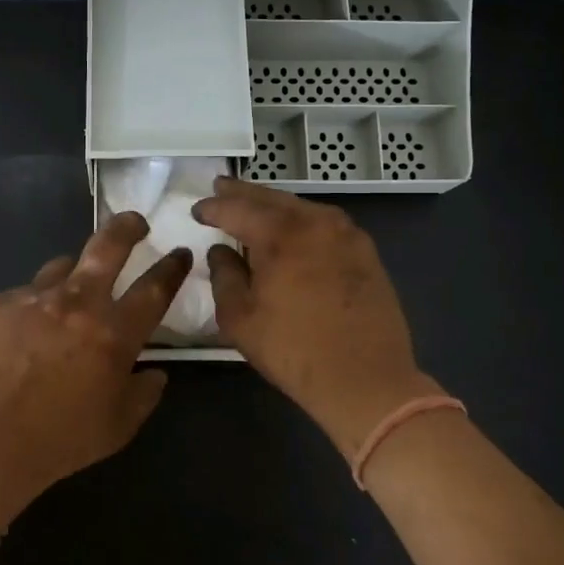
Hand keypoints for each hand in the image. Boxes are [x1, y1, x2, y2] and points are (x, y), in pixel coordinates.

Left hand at [0, 212, 191, 508]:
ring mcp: (33, 298)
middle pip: (109, 245)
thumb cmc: (60, 441)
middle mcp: (77, 303)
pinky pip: (25, 294)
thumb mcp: (118, 427)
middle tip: (135, 223)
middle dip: (128, 227)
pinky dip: (33, 307)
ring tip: (68, 297)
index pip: (155, 288)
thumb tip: (155, 372)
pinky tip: (23, 335)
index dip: (172, 267)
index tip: (180, 253)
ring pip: (62, 266)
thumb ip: (145, 394)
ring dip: (73, 276)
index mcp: (113, 333)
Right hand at [193, 178, 439, 456]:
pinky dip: (302, 220)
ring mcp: (346, 234)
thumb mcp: (240, 318)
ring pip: (301, 207)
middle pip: (272, 199)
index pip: (237, 209)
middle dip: (243, 193)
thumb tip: (221, 251)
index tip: (197, 210)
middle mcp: (315, 222)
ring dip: (274, 205)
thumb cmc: (294, 350)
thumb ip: (224, 276)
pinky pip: (325, 223)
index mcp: (280, 234)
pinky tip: (293, 229)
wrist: (366, 379)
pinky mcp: (365, 251)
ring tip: (254, 206)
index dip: (214, 208)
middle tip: (221, 186)